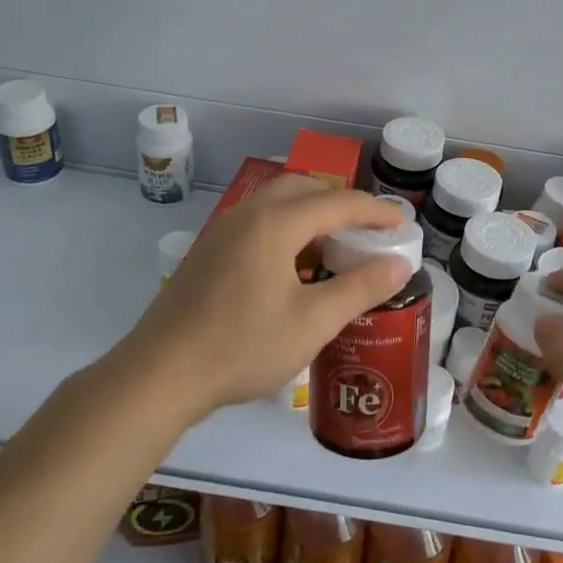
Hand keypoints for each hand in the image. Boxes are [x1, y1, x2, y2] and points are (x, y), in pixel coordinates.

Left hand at [120, 176, 410, 421]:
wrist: (161, 374)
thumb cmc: (243, 346)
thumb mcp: (313, 321)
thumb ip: (360, 288)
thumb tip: (399, 264)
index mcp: (275, 223)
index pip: (337, 202)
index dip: (375, 211)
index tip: (401, 225)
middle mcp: (247, 215)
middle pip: (302, 189)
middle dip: (339, 202)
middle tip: (366, 229)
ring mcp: (221, 232)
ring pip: (275, 203)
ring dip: (309, 213)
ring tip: (333, 245)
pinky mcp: (207, 253)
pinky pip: (256, 222)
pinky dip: (285, 228)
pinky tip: (292, 266)